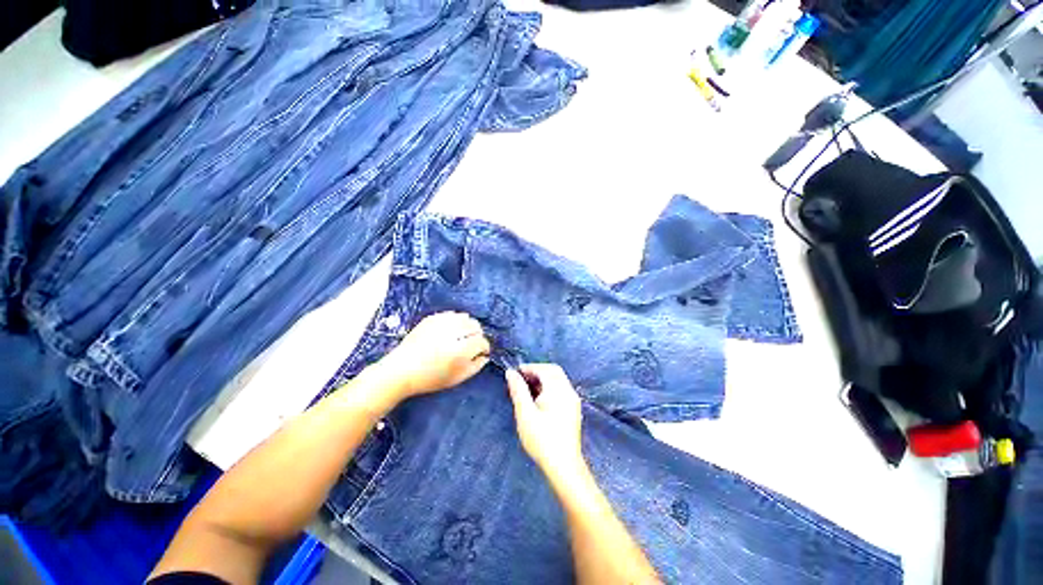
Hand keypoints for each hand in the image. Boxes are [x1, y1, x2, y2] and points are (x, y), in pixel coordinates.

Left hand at [374, 311, 489, 403]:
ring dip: (468, 325)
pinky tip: (451, 329)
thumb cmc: (429, 379)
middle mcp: (452, 334)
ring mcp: (441, 324)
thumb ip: (475, 367)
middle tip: (472, 343)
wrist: (400, 371)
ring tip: (463, 335)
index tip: (482, 353)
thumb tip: (485, 356)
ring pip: (465, 317)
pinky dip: (455, 320)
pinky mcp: (431, 319)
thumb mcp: (456, 379)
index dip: (485, 348)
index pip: (482, 342)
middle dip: (477, 334)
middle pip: (475, 326)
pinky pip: (451, 314)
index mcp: (460, 351)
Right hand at [506, 364, 585, 481]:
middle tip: (521, 378)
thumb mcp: (525, 414)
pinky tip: (539, 399)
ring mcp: (573, 400)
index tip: (515, 373)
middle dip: (537, 371)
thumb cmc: (542, 439)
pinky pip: (561, 389)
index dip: (529, 367)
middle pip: (553, 371)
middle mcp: (568, 391)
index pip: (544, 369)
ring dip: (543, 379)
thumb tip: (510, 372)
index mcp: (558, 390)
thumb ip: (518, 390)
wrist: (563, 466)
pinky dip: (549, 387)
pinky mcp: (573, 409)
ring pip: (558, 379)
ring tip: (527, 389)